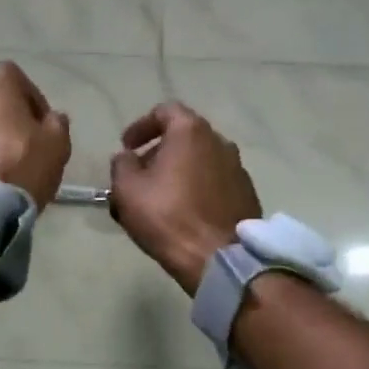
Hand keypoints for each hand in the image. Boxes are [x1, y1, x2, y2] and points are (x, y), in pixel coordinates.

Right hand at [110, 101, 260, 293]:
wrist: (218, 257)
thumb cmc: (168, 217)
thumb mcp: (127, 189)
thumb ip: (121, 165)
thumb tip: (127, 157)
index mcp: (190, 132)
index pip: (165, 111)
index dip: (141, 126)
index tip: (127, 147)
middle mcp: (220, 141)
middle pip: (184, 136)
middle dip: (159, 152)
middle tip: (140, 175)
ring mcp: (238, 168)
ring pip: (201, 160)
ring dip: (179, 171)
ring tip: (160, 198)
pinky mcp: (247, 194)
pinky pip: (215, 182)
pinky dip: (197, 188)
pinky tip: (185, 212)